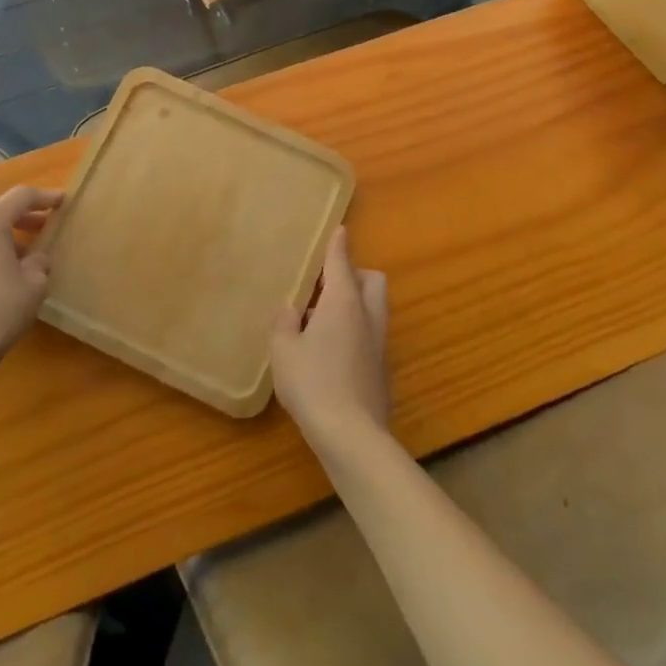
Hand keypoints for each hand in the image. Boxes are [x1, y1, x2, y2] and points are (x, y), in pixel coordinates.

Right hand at [271, 229, 390, 452]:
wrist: (352, 435)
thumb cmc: (312, 383)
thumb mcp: (284, 350)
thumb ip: (285, 323)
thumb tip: (292, 309)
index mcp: (343, 301)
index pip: (341, 262)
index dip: (337, 245)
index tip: (339, 230)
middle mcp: (367, 315)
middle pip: (372, 279)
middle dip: (354, 274)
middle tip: (325, 287)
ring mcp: (379, 343)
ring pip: (374, 307)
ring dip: (356, 303)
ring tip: (323, 320)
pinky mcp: (382, 369)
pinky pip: (371, 334)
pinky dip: (357, 331)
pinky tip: (332, 352)